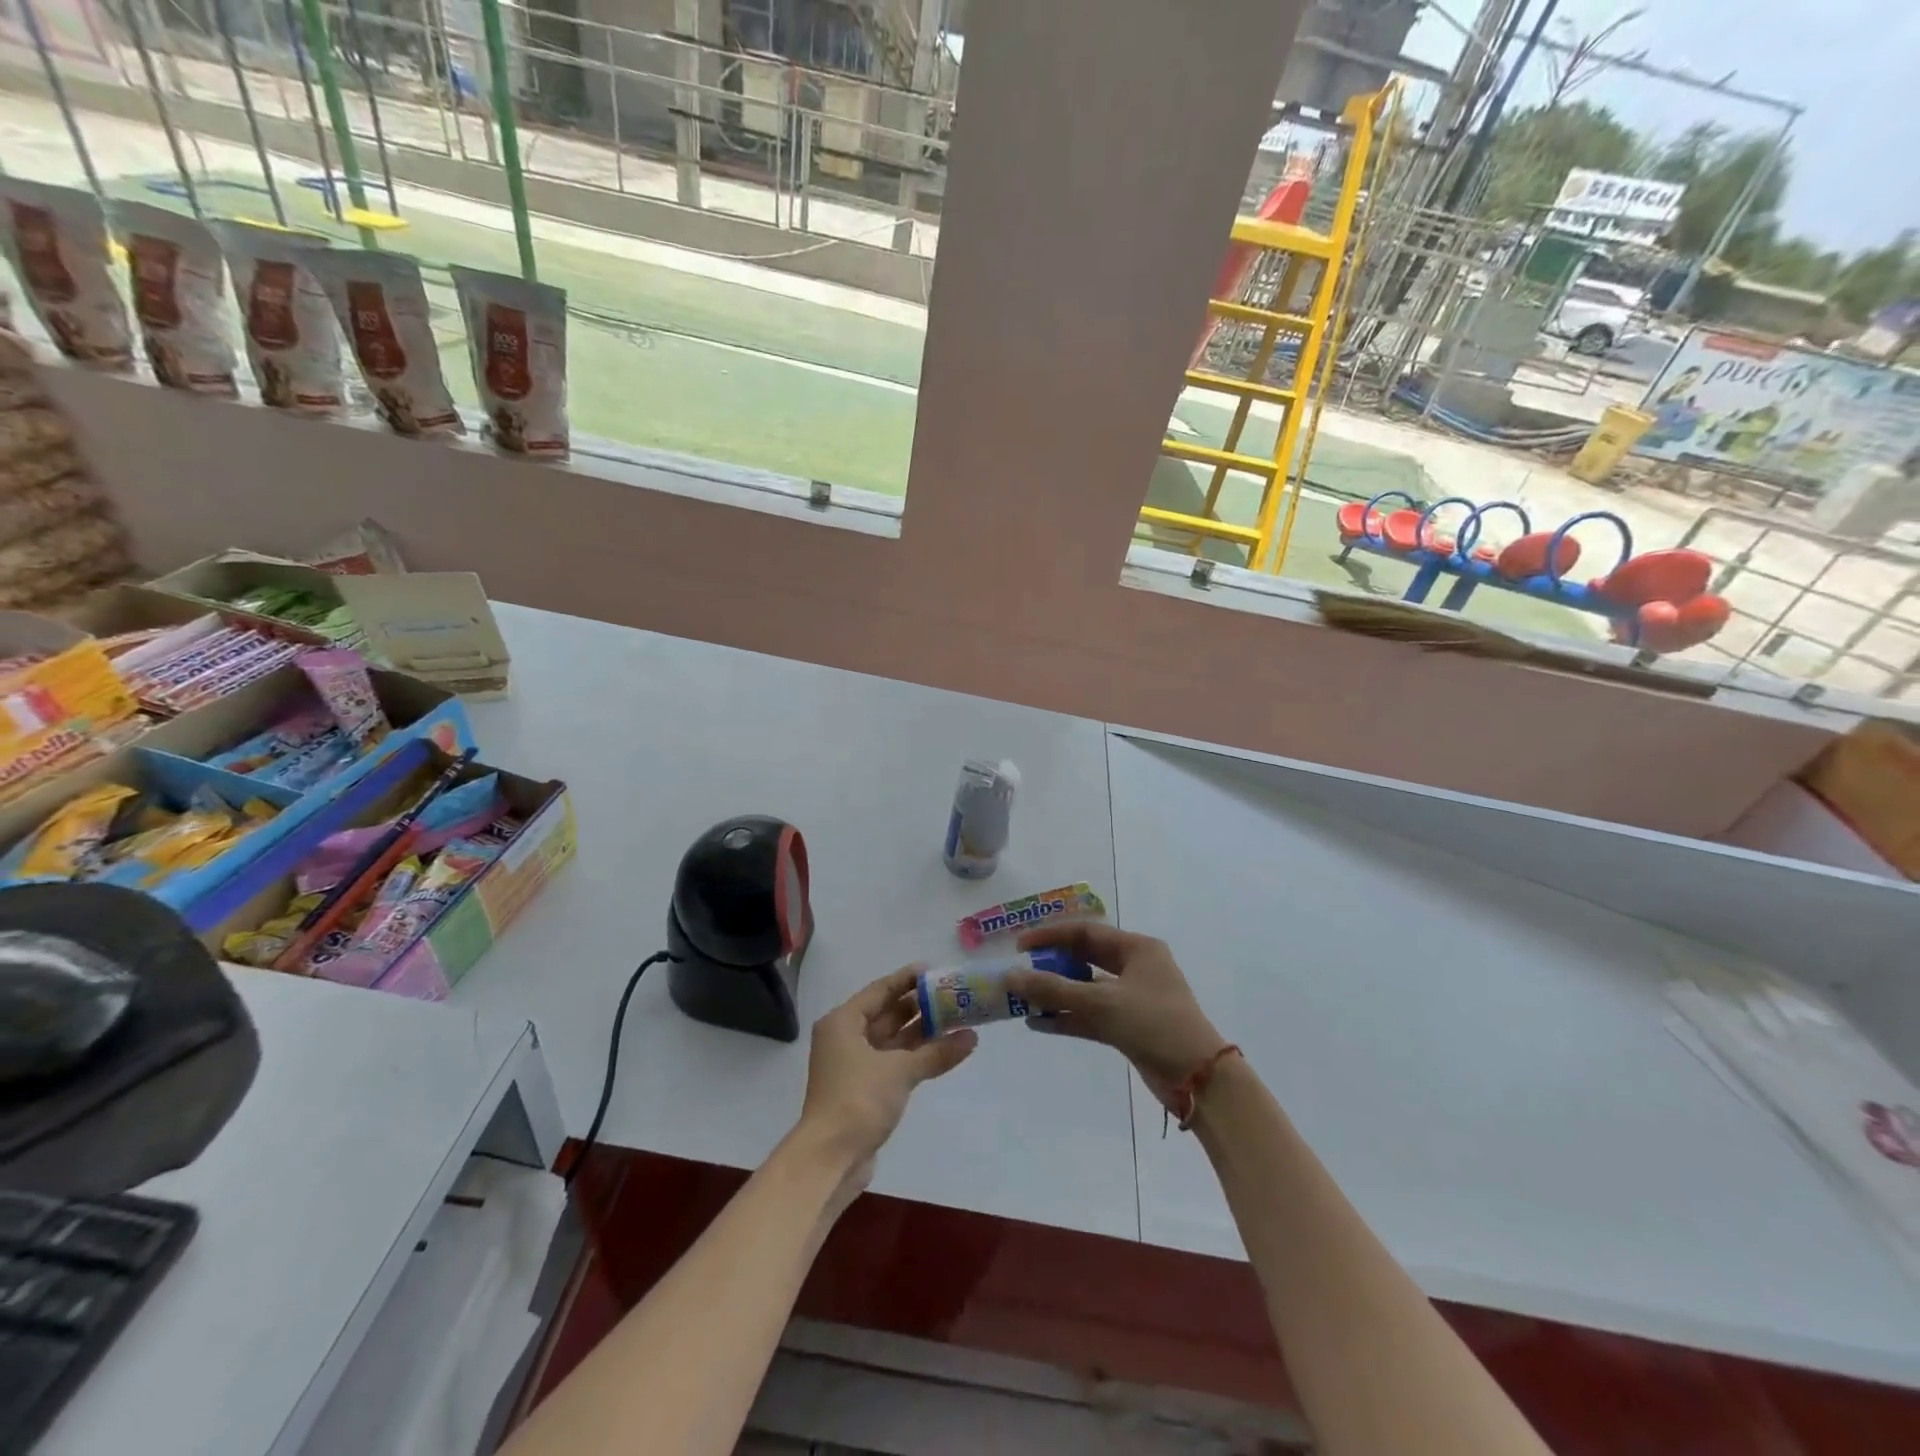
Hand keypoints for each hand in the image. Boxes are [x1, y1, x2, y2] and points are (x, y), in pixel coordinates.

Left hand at [797, 967, 977, 1171]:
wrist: (830, 1159)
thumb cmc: (858, 1099)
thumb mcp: (900, 1070)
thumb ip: (936, 1051)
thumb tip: (972, 1037)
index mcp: (843, 1022)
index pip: (880, 990)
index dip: (907, 979)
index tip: (935, 970)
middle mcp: (846, 1038)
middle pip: (887, 1014)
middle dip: (920, 1006)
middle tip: (953, 995)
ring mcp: (855, 1065)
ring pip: (893, 1040)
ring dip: (922, 1032)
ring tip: (957, 1019)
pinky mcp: (865, 1089)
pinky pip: (895, 1062)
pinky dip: (917, 1056)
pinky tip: (945, 1050)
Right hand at [1007, 924, 1225, 1107]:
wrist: (1199, 1078)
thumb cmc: (1154, 1024)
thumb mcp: (1102, 1002)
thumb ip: (1054, 989)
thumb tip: (1011, 976)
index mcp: (1137, 949)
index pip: (1085, 932)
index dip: (1050, 936)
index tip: (1019, 945)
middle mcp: (1135, 968)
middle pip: (1084, 959)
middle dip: (1051, 966)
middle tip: (1020, 971)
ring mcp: (1131, 998)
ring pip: (1085, 990)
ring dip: (1056, 995)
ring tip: (1022, 999)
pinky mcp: (1128, 1027)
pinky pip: (1090, 1015)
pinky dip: (1067, 1017)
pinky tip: (1038, 1023)